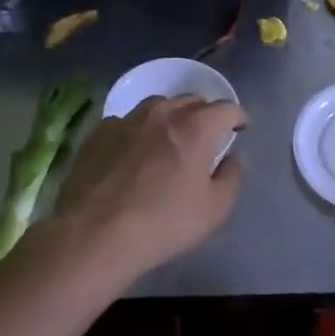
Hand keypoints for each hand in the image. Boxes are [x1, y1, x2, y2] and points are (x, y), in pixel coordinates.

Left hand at [49, 95, 246, 279]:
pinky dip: (137, 131)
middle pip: (191, 100)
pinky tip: (133, 152)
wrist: (94, 234)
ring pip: (157, 106)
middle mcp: (163, 113)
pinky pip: (126, 122)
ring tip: (168, 138)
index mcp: (197, 127)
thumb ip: (232, 177)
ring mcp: (127, 120)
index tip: (240, 129)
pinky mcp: (98, 133)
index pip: (227, 108)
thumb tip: (233, 158)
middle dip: (204, 114)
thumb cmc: (164, 223)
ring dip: (170, 117)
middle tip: (205, 136)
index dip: (238, 117)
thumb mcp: (215, 209)